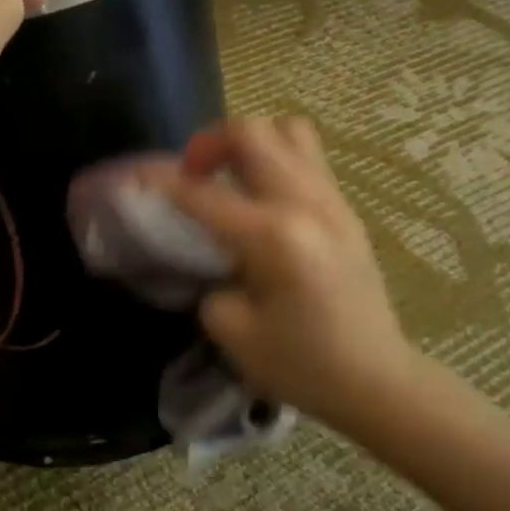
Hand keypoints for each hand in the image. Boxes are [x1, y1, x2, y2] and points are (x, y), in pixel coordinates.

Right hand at [153, 118, 419, 432]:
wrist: (377, 380)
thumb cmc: (302, 364)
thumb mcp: (232, 331)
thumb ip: (208, 280)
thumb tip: (209, 255)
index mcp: (274, 237)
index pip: (202, 193)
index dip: (159, 181)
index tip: (132, 177)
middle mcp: (305, 204)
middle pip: (251, 133)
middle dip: (208, 143)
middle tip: (191, 175)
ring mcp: (332, 201)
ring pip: (286, 130)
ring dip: (247, 142)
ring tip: (228, 175)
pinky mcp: (345, 209)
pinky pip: (306, 156)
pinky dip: (273, 158)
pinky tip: (258, 195)